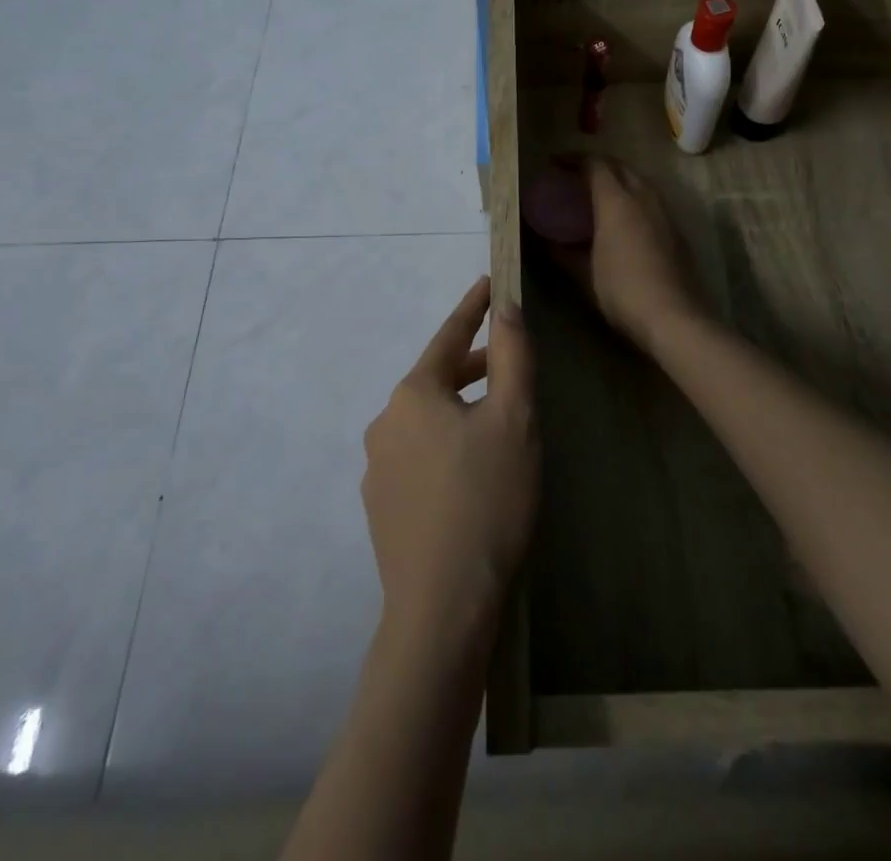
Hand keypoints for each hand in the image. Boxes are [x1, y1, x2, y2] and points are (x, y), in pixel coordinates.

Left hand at [362, 277, 536, 640]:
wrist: (442, 606)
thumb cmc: (487, 499)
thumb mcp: (514, 420)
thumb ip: (511, 356)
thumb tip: (506, 307)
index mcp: (414, 394)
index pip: (449, 336)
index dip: (474, 308)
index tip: (490, 283)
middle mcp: (385, 422)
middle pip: (437, 379)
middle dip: (473, 367)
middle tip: (509, 363)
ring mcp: (376, 467)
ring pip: (427, 421)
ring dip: (460, 411)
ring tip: (496, 425)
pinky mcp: (380, 506)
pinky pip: (418, 457)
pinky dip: (445, 447)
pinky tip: (470, 475)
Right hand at [552, 157, 701, 351]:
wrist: (673, 317)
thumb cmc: (621, 290)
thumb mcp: (583, 273)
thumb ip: (561, 251)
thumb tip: (542, 240)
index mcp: (617, 200)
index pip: (595, 164)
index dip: (573, 159)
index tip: (554, 164)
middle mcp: (643, 197)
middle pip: (620, 166)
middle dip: (597, 165)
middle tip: (575, 176)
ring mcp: (664, 212)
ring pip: (639, 181)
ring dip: (618, 180)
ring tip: (598, 195)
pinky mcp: (676, 230)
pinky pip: (651, 200)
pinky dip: (633, 198)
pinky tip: (624, 220)